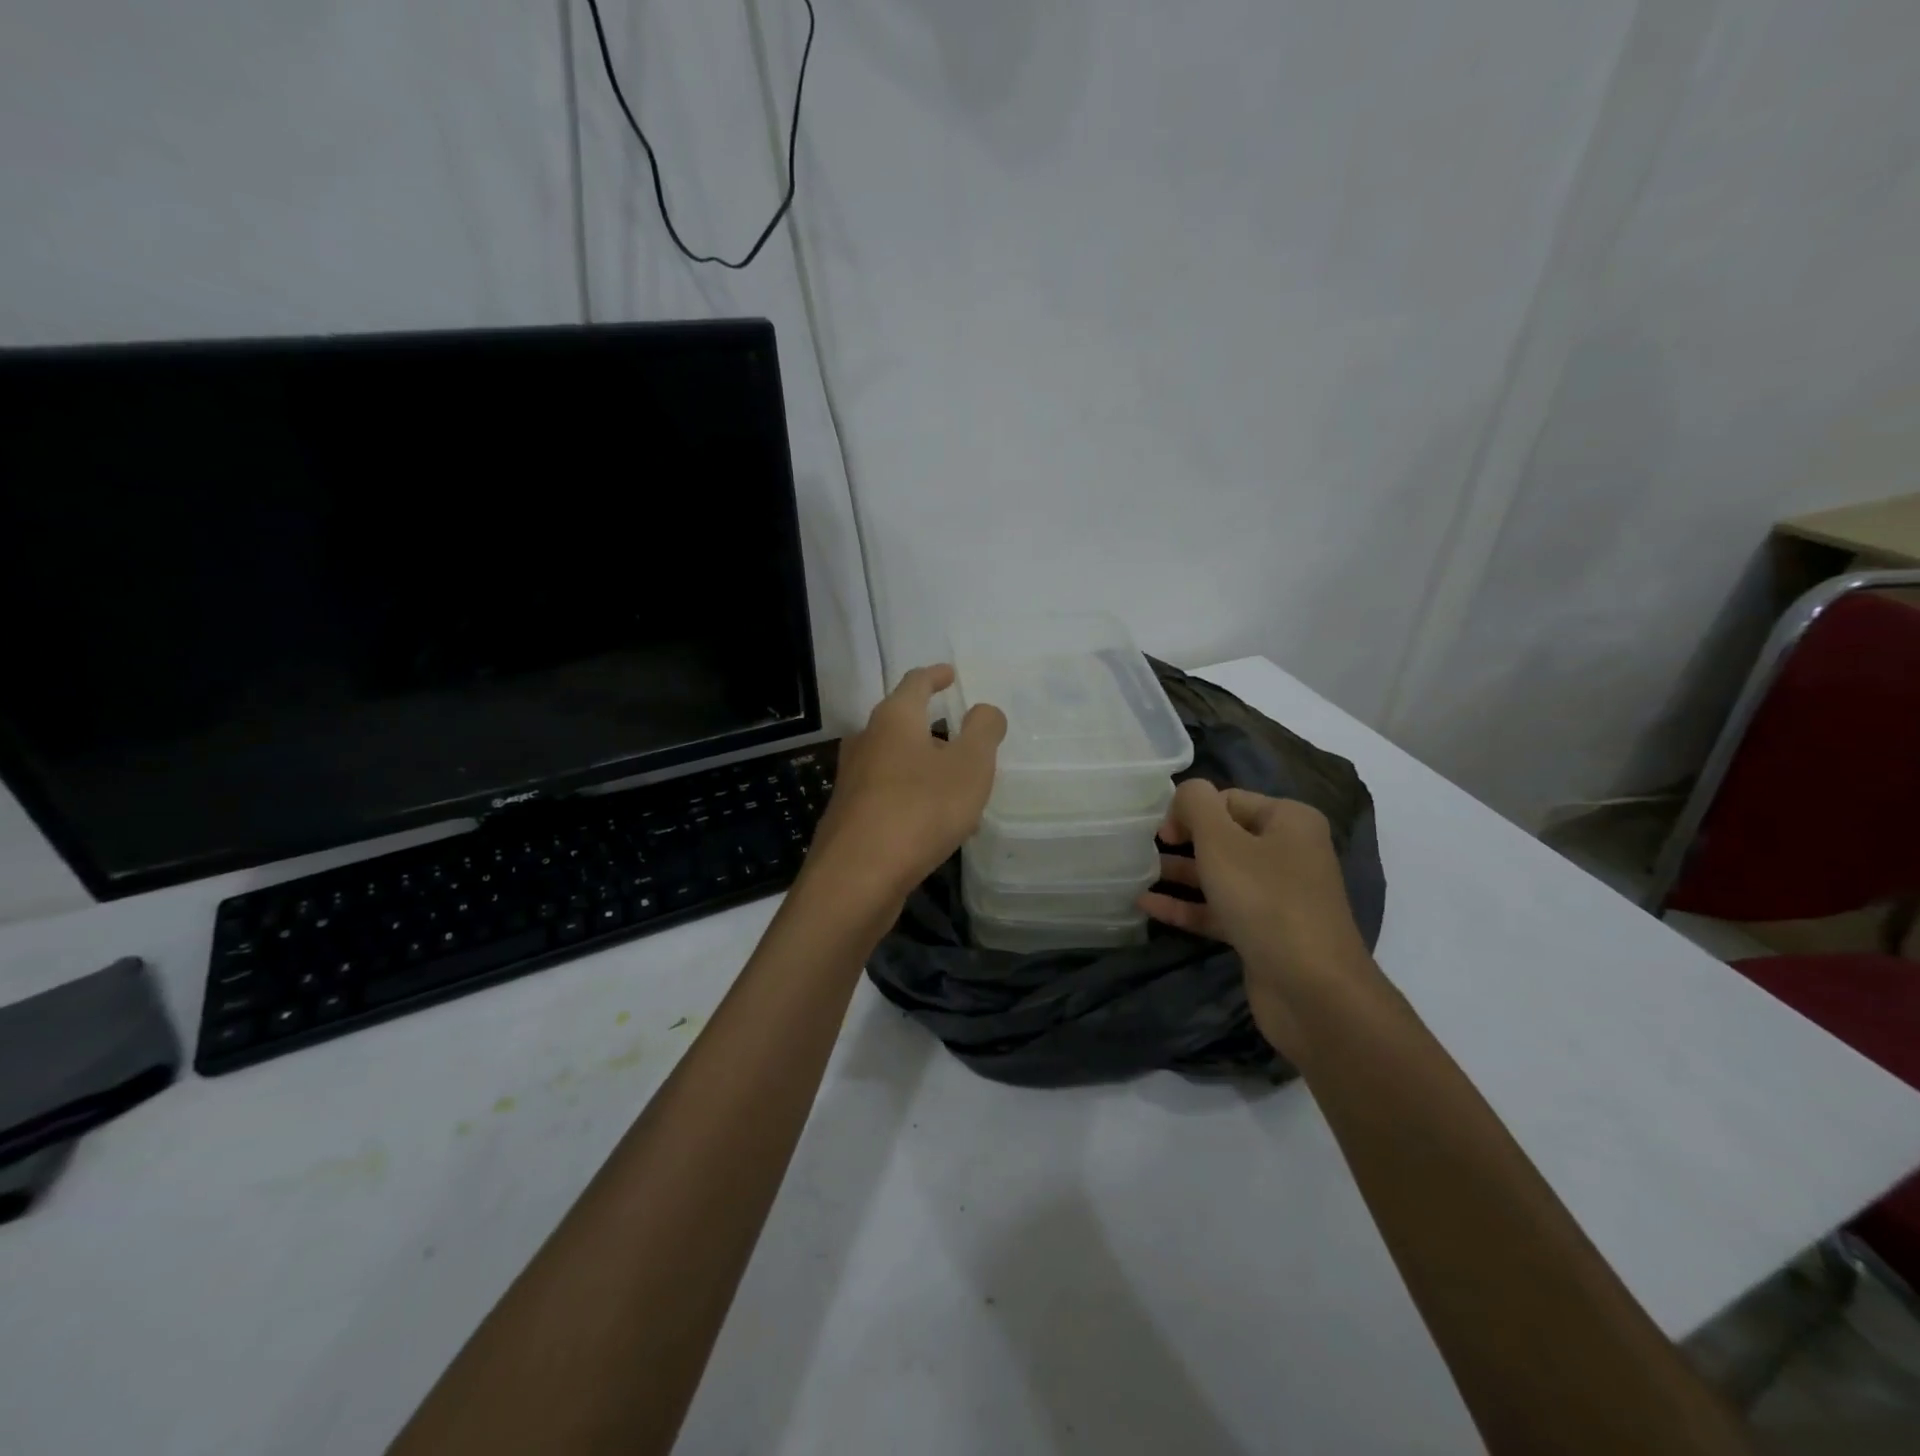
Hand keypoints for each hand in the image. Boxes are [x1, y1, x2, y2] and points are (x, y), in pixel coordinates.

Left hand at [803, 665, 1006, 908]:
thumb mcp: (970, 766)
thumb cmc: (920, 809)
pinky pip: (889, 794)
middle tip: (965, 741)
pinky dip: (914, 797)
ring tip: (958, 788)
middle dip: (934, 729)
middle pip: (902, 723)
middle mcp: (867, 741)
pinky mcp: (849, 815)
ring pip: (897, 762)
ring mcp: (853, 779)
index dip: (936, 676)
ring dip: (926, 768)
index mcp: (894, 718)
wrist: (857, 877)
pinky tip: (935, 825)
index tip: (950, 674)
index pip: (916, 682)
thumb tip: (984, 710)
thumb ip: (983, 731)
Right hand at [1141, 781, 1367, 1048]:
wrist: (1312, 990)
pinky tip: (1146, 906)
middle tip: (1143, 849)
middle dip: (1182, 841)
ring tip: (1135, 874)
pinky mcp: (1263, 932)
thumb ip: (1196, 805)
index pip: (1228, 800)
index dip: (1189, 810)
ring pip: (1218, 875)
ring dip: (1179, 874)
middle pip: (1223, 836)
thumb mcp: (1221, 841)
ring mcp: (1276, 896)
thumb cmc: (1265, 900)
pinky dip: (1186, 906)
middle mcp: (1287, 853)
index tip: (1158, 831)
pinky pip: (1218, 909)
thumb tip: (1185, 792)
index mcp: (1289, 821)